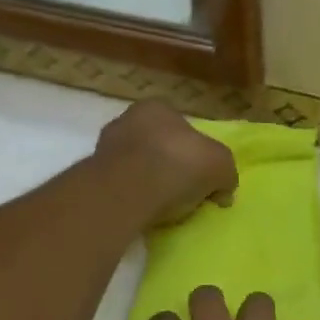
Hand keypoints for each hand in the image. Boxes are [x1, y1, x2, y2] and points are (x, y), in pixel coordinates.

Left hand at [95, 101, 236, 227]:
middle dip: (169, 165)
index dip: (195, 150)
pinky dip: (133, 197)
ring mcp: (105, 148)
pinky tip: (144, 211)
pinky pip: (122, 187)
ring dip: (149, 182)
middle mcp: (127, 120)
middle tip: (184, 192)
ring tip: (164, 206)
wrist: (127, 191)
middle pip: (157, 145)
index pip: (181, 126)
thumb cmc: (178, 164)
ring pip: (136, 165)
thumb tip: (223, 192)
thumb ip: (226, 174)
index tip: (201, 175)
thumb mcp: (220, 165)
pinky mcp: (93, 177)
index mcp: (157, 108)